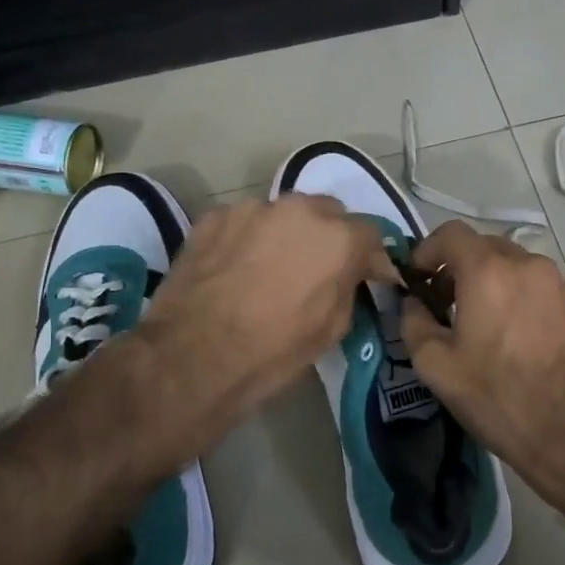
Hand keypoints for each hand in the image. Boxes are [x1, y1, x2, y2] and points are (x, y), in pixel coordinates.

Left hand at [119, 194, 396, 460]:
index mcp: (338, 238)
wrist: (193, 356)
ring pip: (283, 214)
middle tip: (316, 270)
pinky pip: (244, 222)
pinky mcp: (214, 217)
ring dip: (286, 235)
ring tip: (269, 269)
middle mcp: (299, 210)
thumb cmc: (273, 350)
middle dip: (328, 237)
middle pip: (328, 213)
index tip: (366, 276)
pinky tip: (235, 269)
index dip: (369, 258)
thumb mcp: (331, 329)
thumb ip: (349, 288)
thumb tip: (350, 274)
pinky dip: (247, 239)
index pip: (370, 234)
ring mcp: (252, 208)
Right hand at [399, 221, 564, 516]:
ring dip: (489, 279)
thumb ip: (413, 322)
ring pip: (512, 264)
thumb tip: (413, 303)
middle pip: (482, 246)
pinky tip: (511, 332)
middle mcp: (526, 263)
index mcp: (488, 270)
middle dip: (457, 266)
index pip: (450, 233)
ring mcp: (557, 281)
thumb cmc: (496, 396)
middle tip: (443, 302)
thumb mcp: (435, 365)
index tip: (418, 279)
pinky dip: (516, 293)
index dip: (427, 250)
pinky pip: (535, 283)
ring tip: (479, 319)